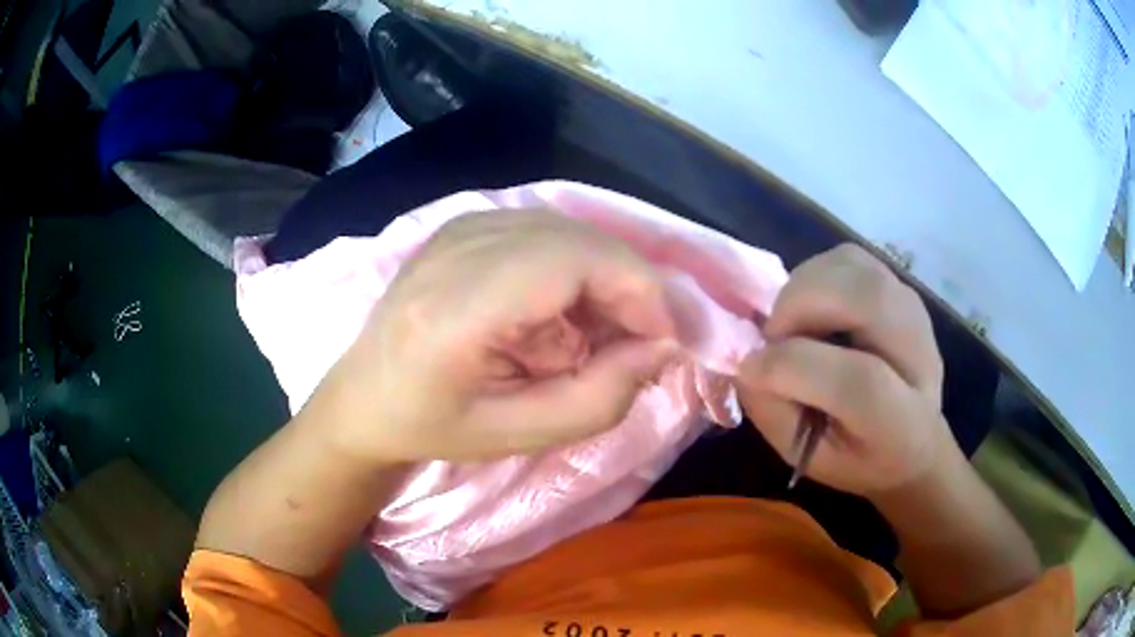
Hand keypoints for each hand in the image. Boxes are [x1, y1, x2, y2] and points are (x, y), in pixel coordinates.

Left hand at [307, 210, 678, 462]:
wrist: (365, 395)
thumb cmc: (434, 425)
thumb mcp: (519, 434)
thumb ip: (600, 397)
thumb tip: (662, 346)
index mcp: (457, 306)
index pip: (574, 260)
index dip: (638, 291)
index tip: (663, 342)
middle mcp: (457, 245)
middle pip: (581, 239)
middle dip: (628, 290)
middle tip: (634, 346)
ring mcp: (460, 225)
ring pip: (572, 232)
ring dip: (603, 281)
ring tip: (594, 337)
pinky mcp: (467, 222)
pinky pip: (549, 232)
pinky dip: (575, 270)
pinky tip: (559, 314)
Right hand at [737, 244, 953, 496]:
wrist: (916, 439)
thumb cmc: (858, 458)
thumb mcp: (811, 459)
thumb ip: (776, 413)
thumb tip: (748, 361)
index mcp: (903, 421)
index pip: (858, 381)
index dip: (793, 367)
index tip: (750, 368)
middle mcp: (919, 354)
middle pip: (865, 298)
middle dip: (800, 308)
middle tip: (775, 338)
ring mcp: (913, 310)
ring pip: (852, 266)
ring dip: (805, 286)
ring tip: (794, 323)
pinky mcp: (900, 286)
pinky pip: (850, 258)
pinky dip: (818, 273)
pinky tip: (813, 307)